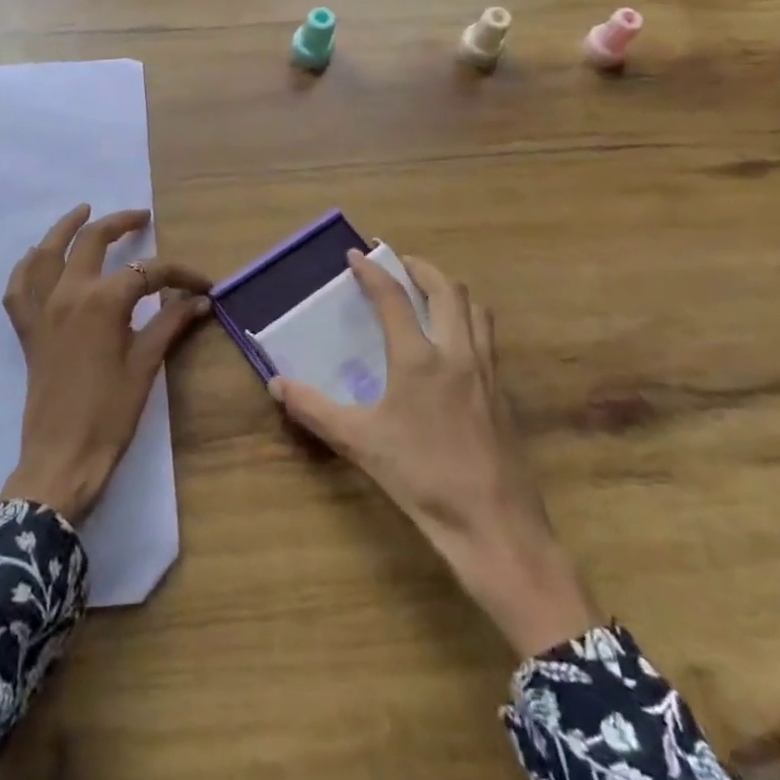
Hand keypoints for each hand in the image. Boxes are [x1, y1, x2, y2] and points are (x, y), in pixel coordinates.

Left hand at [0, 204, 212, 525]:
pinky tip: (38, 257)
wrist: (62, 457)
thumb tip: (199, 300)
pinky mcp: (28, 330)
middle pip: (93, 242)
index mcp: (103, 301)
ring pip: (48, 253)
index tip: (203, 284)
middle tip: (142, 218)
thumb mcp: (146, 365)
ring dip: (66, 228)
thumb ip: (170, 324)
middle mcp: (68, 294)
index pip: (148, 272)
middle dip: (120, 224)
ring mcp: (42, 309)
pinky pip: (19, 288)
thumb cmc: (111, 413)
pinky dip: (27, 267)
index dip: (179, 273)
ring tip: (84, 212)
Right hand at [270, 251, 598, 657]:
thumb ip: (314, 409)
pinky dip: (469, 321)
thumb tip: (277, 384)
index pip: (393, 298)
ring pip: (476, 309)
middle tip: (400, 264)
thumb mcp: (359, 443)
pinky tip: (454, 345)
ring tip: (430, 293)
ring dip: (451, 290)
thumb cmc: (422, 478)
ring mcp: (486, 372)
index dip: (372, 271)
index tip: (355, 255)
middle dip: (421, 269)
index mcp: (419, 359)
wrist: (494, 524)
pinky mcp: (503, 393)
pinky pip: (487, 338)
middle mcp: (457, 353)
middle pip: (446, 289)